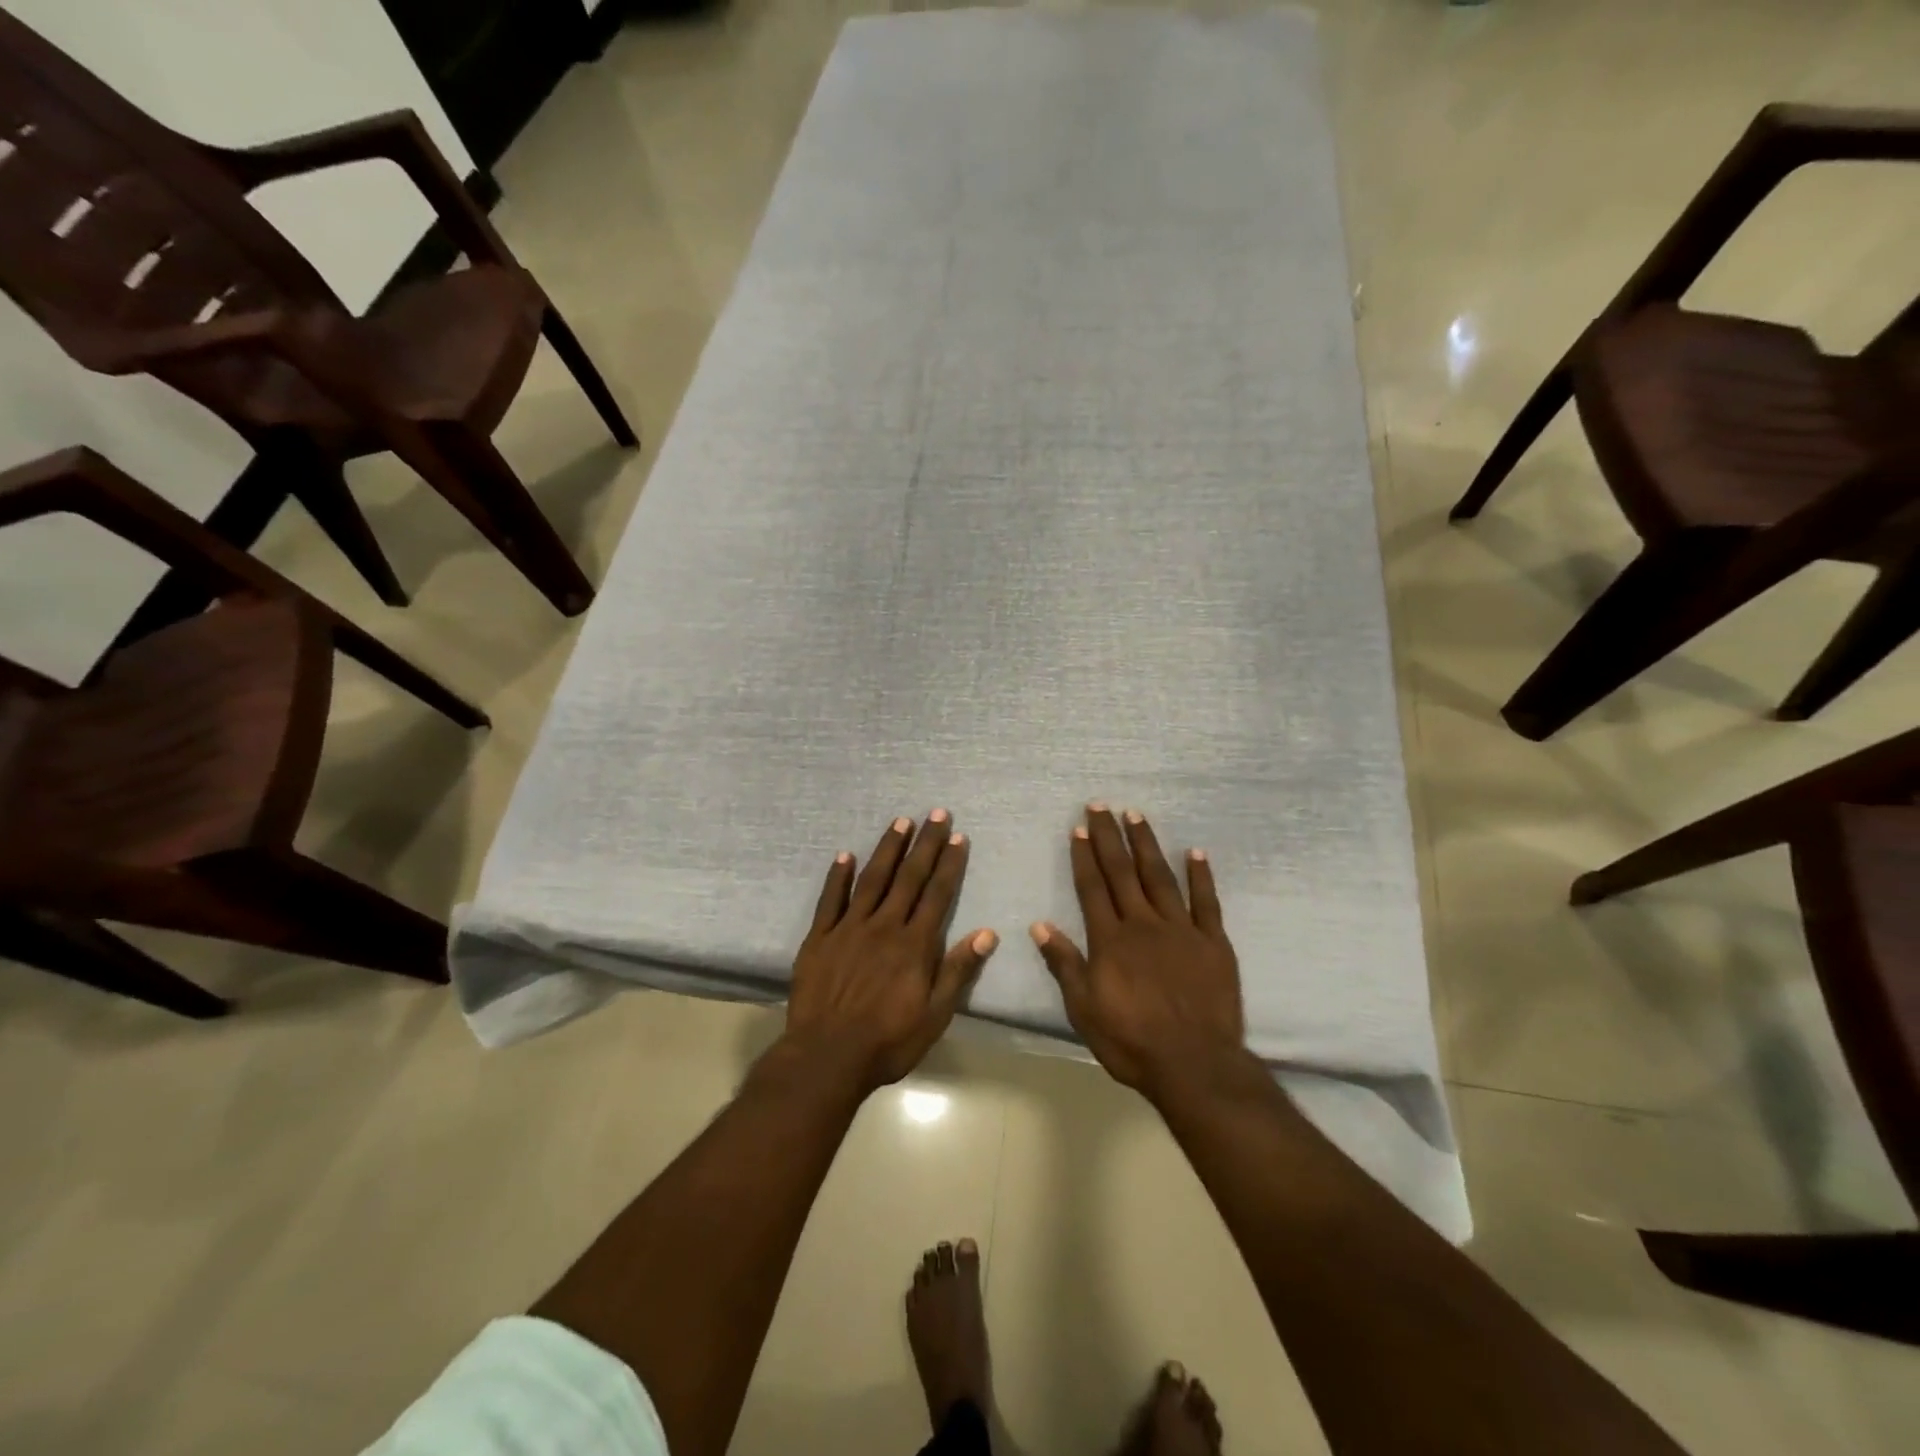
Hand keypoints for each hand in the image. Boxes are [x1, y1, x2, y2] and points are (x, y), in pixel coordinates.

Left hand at [785, 811, 998, 1092]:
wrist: (827, 1056)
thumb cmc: (888, 1041)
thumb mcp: (935, 1015)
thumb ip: (958, 971)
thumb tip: (987, 933)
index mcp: (914, 944)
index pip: (937, 894)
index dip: (948, 864)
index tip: (957, 836)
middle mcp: (884, 926)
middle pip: (908, 878)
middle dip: (924, 844)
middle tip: (935, 812)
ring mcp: (848, 928)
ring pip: (872, 879)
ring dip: (887, 849)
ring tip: (900, 822)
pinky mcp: (819, 938)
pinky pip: (829, 900)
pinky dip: (837, 876)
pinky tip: (844, 854)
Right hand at [1032, 805, 1244, 1097]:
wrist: (1194, 1065)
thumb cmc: (1131, 1040)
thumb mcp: (1084, 1008)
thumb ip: (1065, 964)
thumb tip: (1040, 926)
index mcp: (1111, 940)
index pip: (1093, 888)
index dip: (1085, 857)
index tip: (1079, 828)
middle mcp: (1143, 924)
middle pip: (1122, 873)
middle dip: (1109, 837)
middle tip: (1100, 806)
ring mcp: (1182, 930)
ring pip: (1160, 877)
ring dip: (1146, 845)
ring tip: (1136, 815)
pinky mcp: (1213, 943)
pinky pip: (1206, 902)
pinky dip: (1201, 876)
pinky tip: (1195, 852)